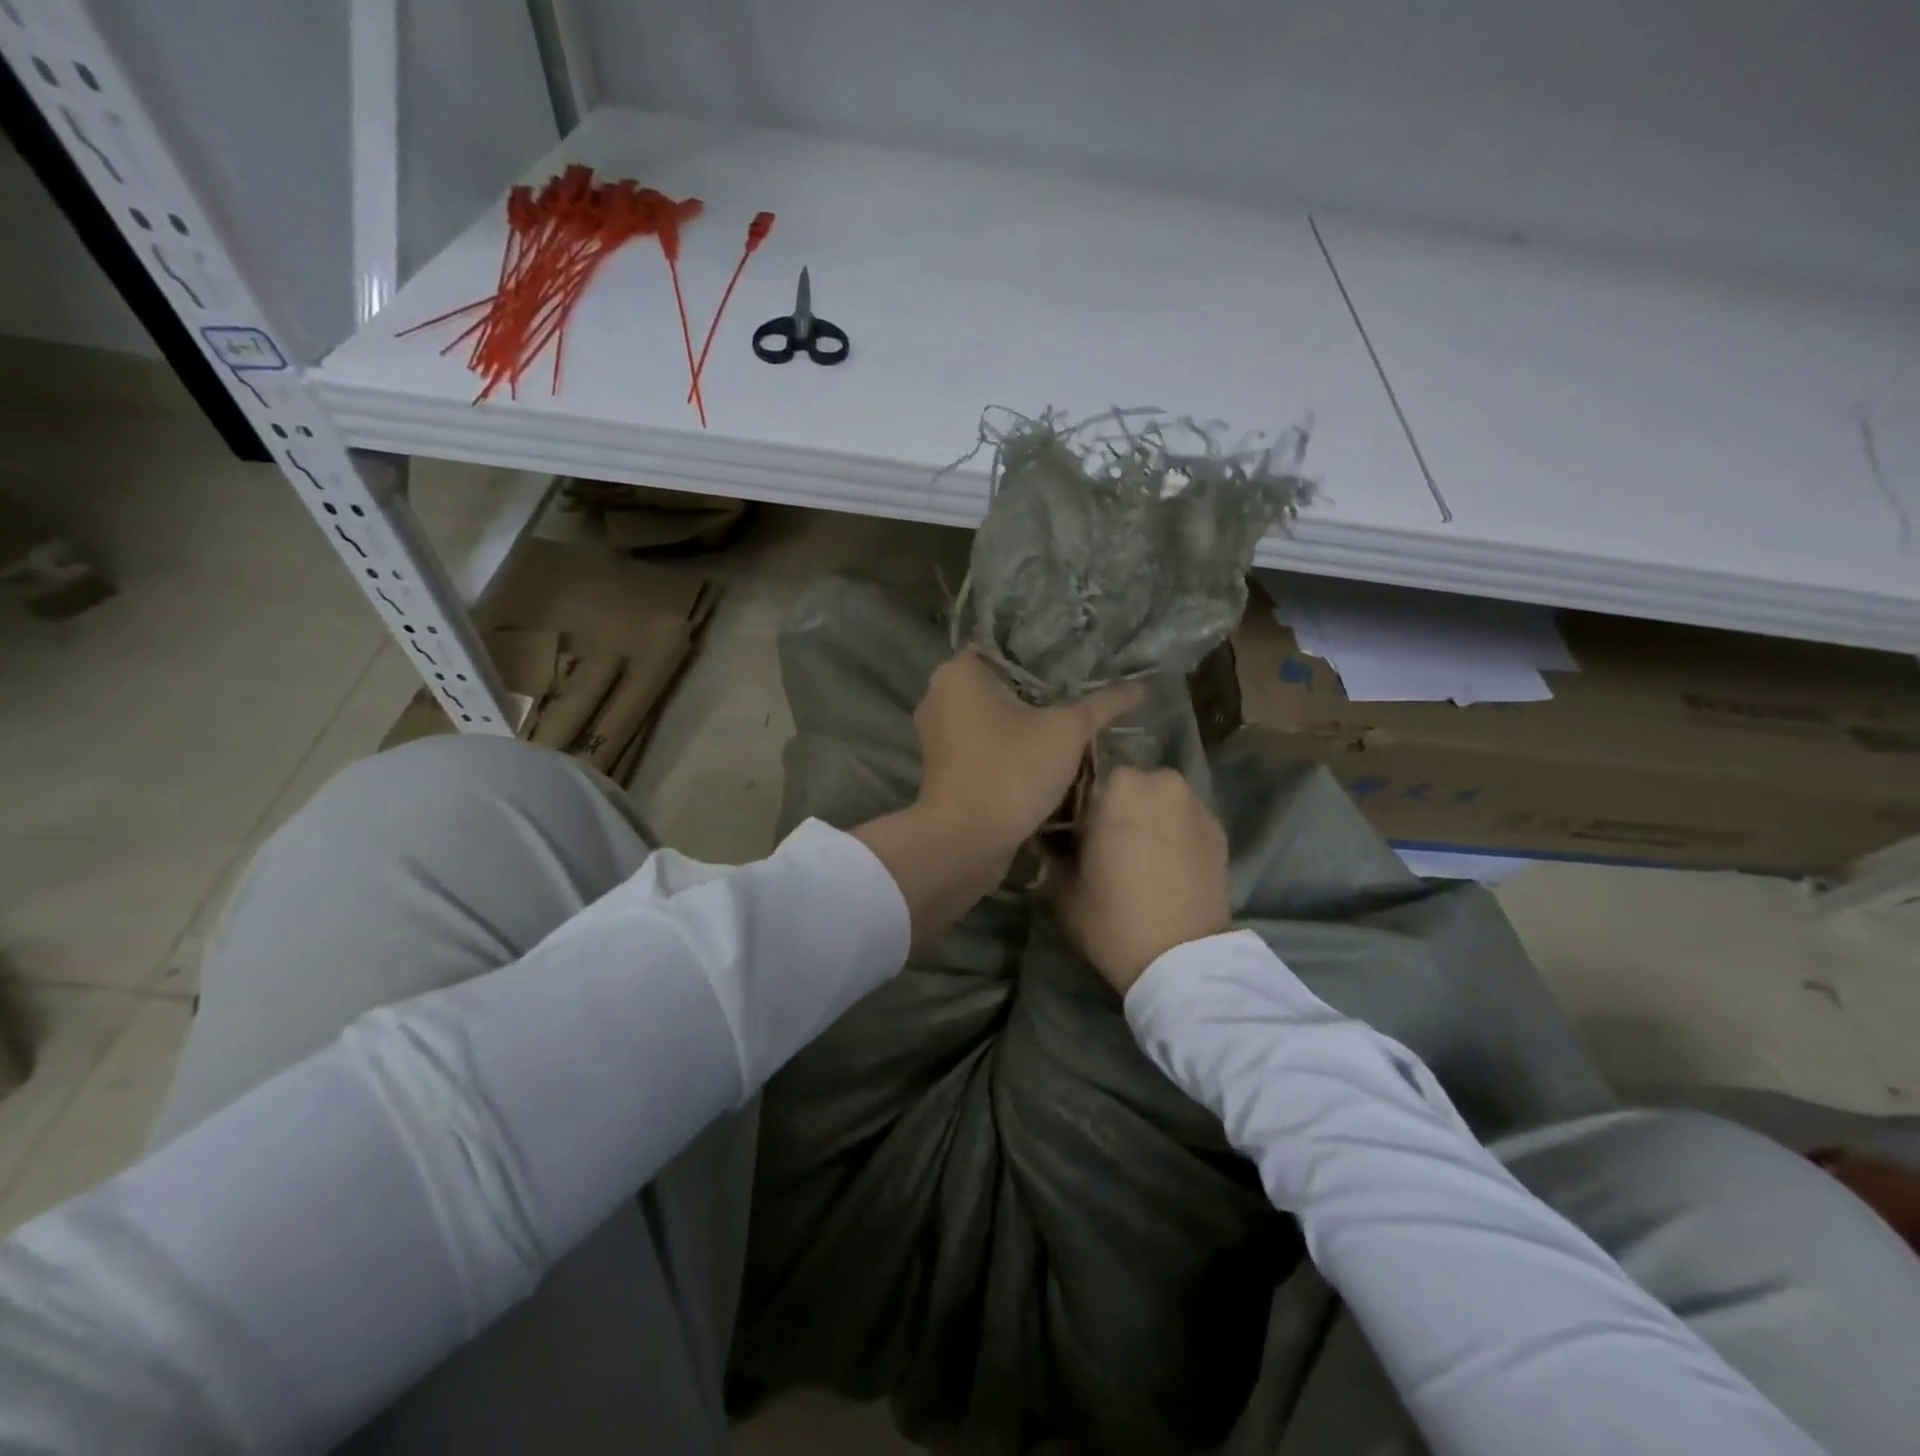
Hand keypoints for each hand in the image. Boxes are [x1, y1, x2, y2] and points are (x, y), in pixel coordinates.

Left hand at [913, 652, 1141, 864]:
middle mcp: (939, 694)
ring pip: (991, 718)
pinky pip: (982, 745)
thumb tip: (1143, 685)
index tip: (1080, 667)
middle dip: (1038, 694)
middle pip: (1000, 684)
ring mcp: (936, 734)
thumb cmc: (1011, 771)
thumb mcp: (1067, 732)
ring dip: (1024, 725)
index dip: (1046, 656)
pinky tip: (1042, 757)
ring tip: (1068, 728)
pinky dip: (1007, 749)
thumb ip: (1103, 704)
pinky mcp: (942, 767)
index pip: (1007, 647)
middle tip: (1081, 698)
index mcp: (959, 672)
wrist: (964, 842)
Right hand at [1053, 767, 1231, 994]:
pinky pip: (1184, 819)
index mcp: (1117, 785)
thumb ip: (1052, 848)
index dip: (1078, 806)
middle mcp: (1160, 781)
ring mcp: (1195, 804)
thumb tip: (1050, 835)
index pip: (1086, 779)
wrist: (1181, 961)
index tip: (1074, 833)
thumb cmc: (1111, 918)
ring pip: (1159, 799)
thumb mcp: (1062, 886)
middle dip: (1116, 806)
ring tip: (1139, 855)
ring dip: (1147, 816)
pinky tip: (1165, 866)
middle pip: (1127, 785)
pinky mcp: (1219, 830)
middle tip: (1106, 843)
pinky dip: (1173, 832)